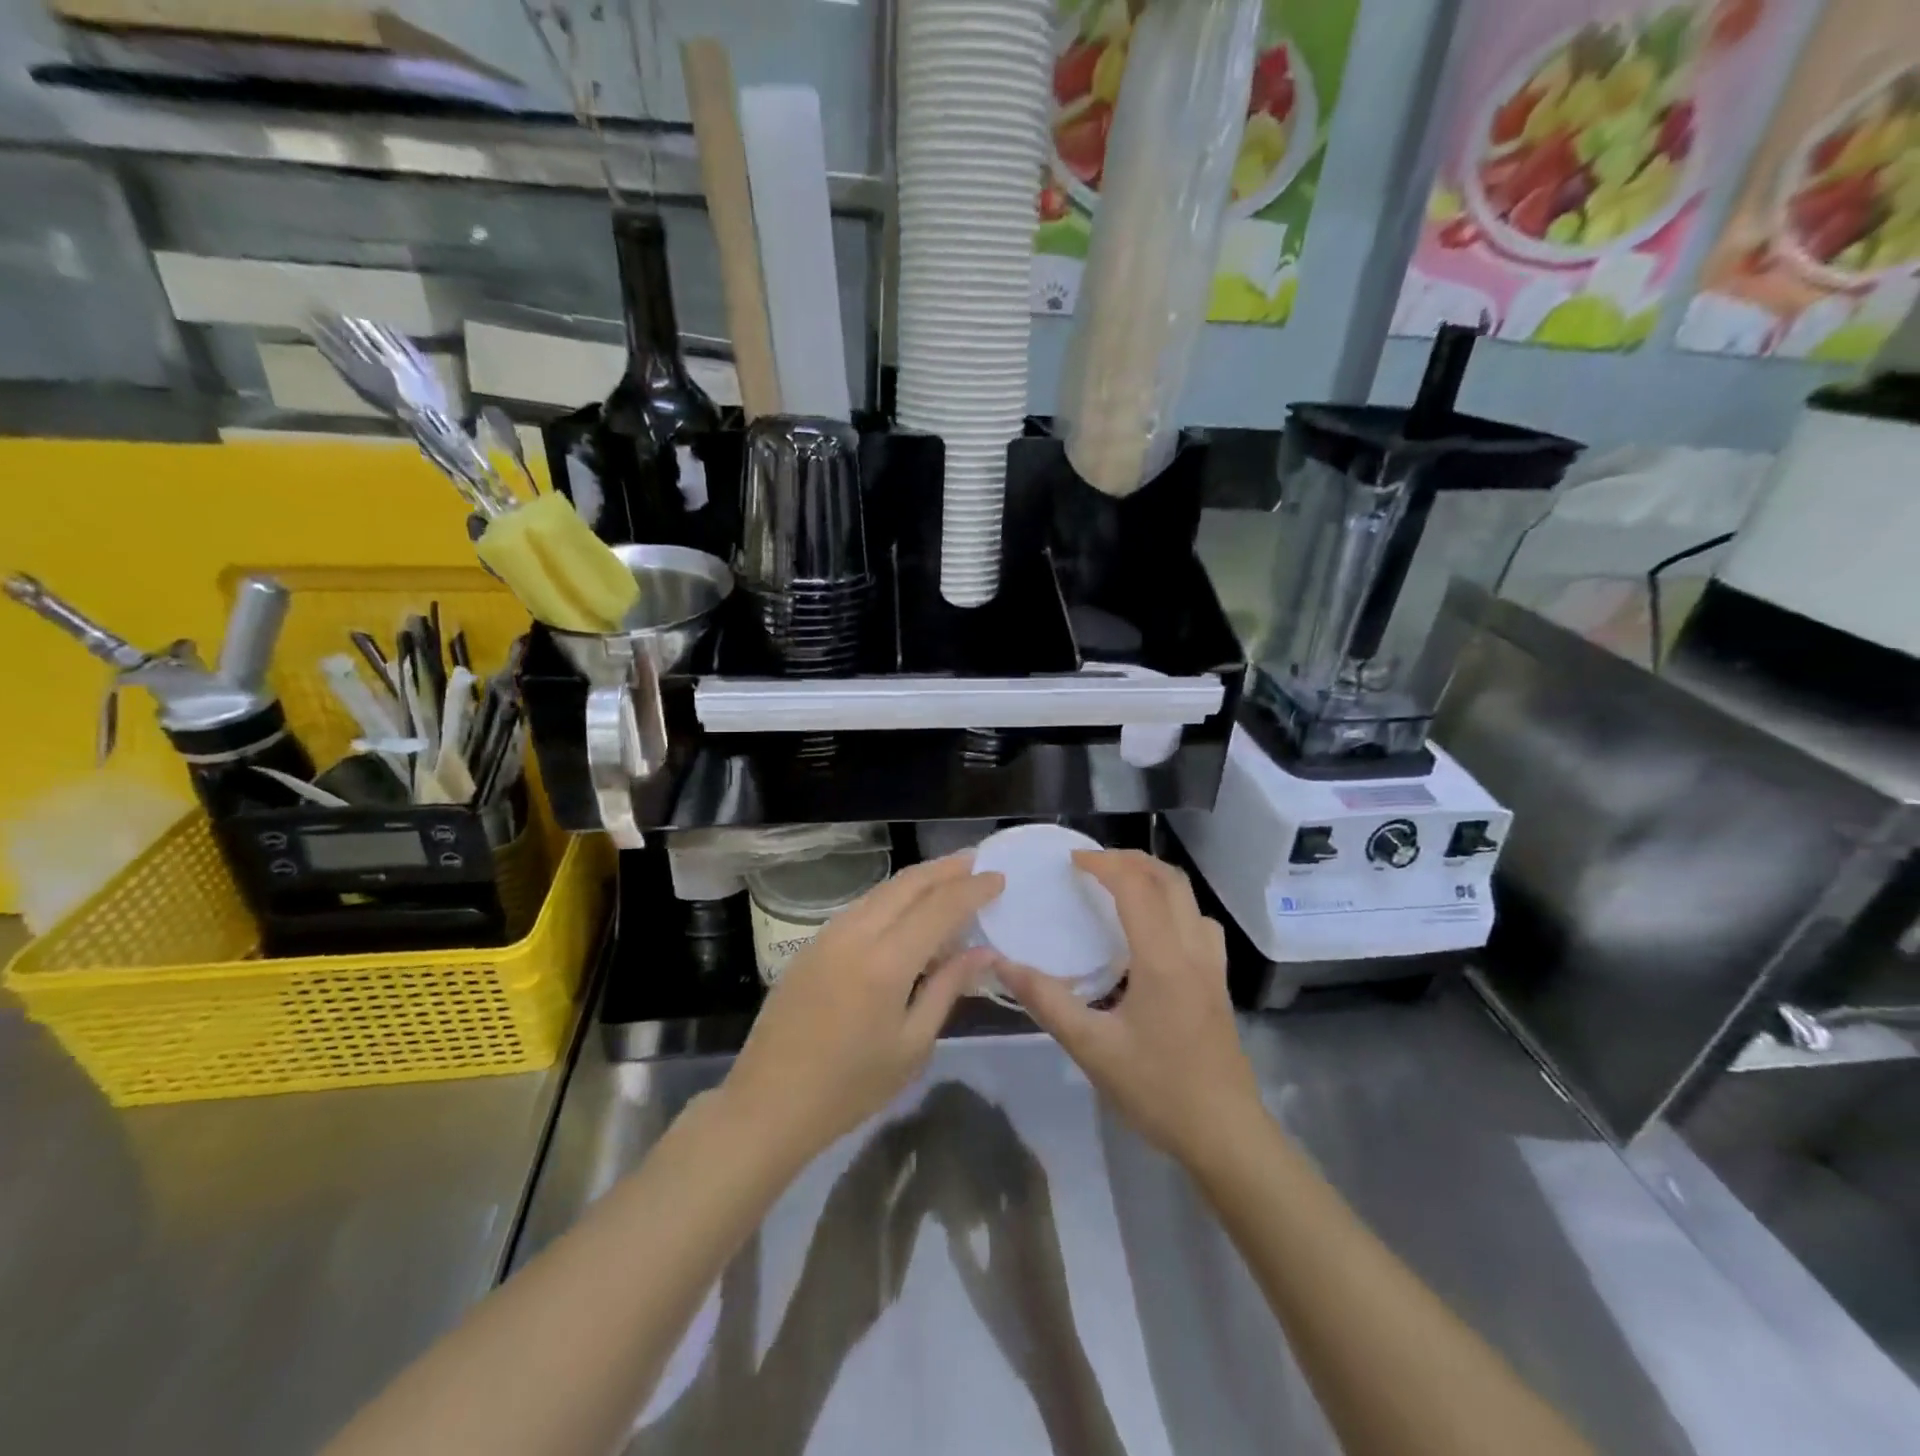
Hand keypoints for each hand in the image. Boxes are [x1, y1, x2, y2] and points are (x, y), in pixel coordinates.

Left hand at [720, 853, 1003, 1162]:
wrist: (769, 1103)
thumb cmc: (850, 1087)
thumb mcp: (912, 1045)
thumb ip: (947, 989)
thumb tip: (983, 952)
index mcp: (885, 962)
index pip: (939, 907)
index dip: (972, 889)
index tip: (998, 877)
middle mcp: (856, 934)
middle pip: (907, 884)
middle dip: (945, 869)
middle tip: (976, 861)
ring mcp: (828, 935)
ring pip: (881, 891)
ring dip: (918, 879)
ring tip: (948, 877)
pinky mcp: (812, 944)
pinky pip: (862, 906)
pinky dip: (892, 898)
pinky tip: (906, 909)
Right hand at [998, 850, 1259, 1165]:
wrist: (1226, 1134)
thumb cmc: (1158, 1090)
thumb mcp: (1092, 1049)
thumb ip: (1047, 1002)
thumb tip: (1004, 965)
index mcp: (1162, 959)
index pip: (1135, 887)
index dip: (1102, 864)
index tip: (1070, 861)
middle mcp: (1193, 950)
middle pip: (1169, 879)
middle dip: (1129, 860)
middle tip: (1092, 864)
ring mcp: (1212, 965)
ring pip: (1189, 898)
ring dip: (1154, 878)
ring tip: (1120, 886)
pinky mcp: (1219, 983)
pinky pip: (1199, 922)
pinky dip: (1173, 905)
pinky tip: (1153, 931)